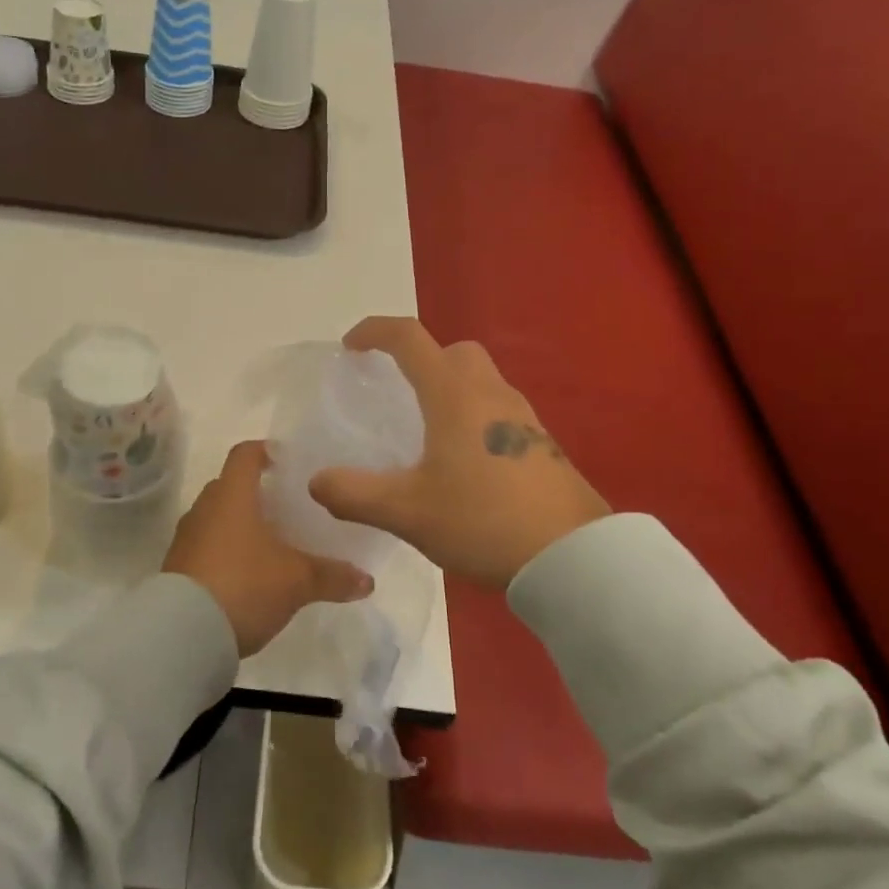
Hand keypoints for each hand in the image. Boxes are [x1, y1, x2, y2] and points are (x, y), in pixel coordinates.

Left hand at [166, 441, 373, 656]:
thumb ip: (332, 576)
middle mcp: (205, 507)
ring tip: (273, 543)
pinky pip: (207, 546)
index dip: (267, 451)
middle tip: (289, 508)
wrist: (183, 633)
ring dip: (242, 525)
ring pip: (218, 518)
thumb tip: (367, 581)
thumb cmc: (244, 585)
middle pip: (232, 486)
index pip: (246, 454)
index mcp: (232, 494)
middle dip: (259, 493)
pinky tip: (250, 575)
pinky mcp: (178, 567)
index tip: (289, 461)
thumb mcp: (297, 581)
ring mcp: (187, 538)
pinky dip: (227, 552)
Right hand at [309, 317, 610, 588]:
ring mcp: (523, 417)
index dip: (375, 332)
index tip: (351, 347)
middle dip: (421, 359)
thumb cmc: (483, 521)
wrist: (572, 557)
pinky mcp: (542, 444)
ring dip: (450, 388)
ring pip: (481, 380)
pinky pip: (499, 411)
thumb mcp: (407, 512)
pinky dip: (474, 416)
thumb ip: (354, 495)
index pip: (409, 339)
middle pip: (453, 351)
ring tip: (427, 432)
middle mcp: (490, 394)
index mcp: (454, 395)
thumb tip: (316, 482)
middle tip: (398, 391)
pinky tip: (464, 463)